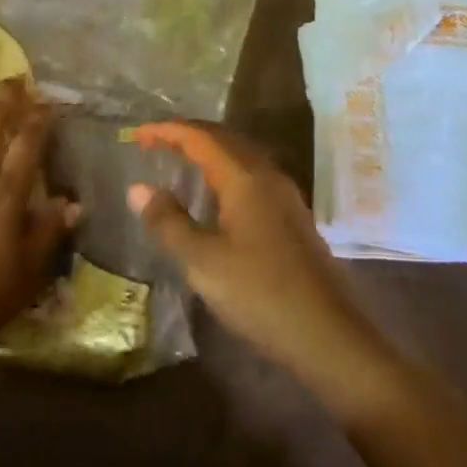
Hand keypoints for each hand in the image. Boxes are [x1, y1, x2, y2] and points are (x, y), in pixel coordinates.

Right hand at [127, 123, 388, 408]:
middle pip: (222, 138)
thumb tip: (137, 188)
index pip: (199, 137)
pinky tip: (215, 196)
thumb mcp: (203, 262)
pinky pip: (251, 174)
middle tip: (154, 142)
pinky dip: (224, 170)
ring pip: (240, 155)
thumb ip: (168, 222)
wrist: (329, 335)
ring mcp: (284, 195)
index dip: (167, 131)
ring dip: (208, 151)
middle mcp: (266, 175)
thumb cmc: (261, 294)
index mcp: (244, 177)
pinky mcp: (292, 216)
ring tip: (179, 162)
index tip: (137, 135)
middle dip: (187, 135)